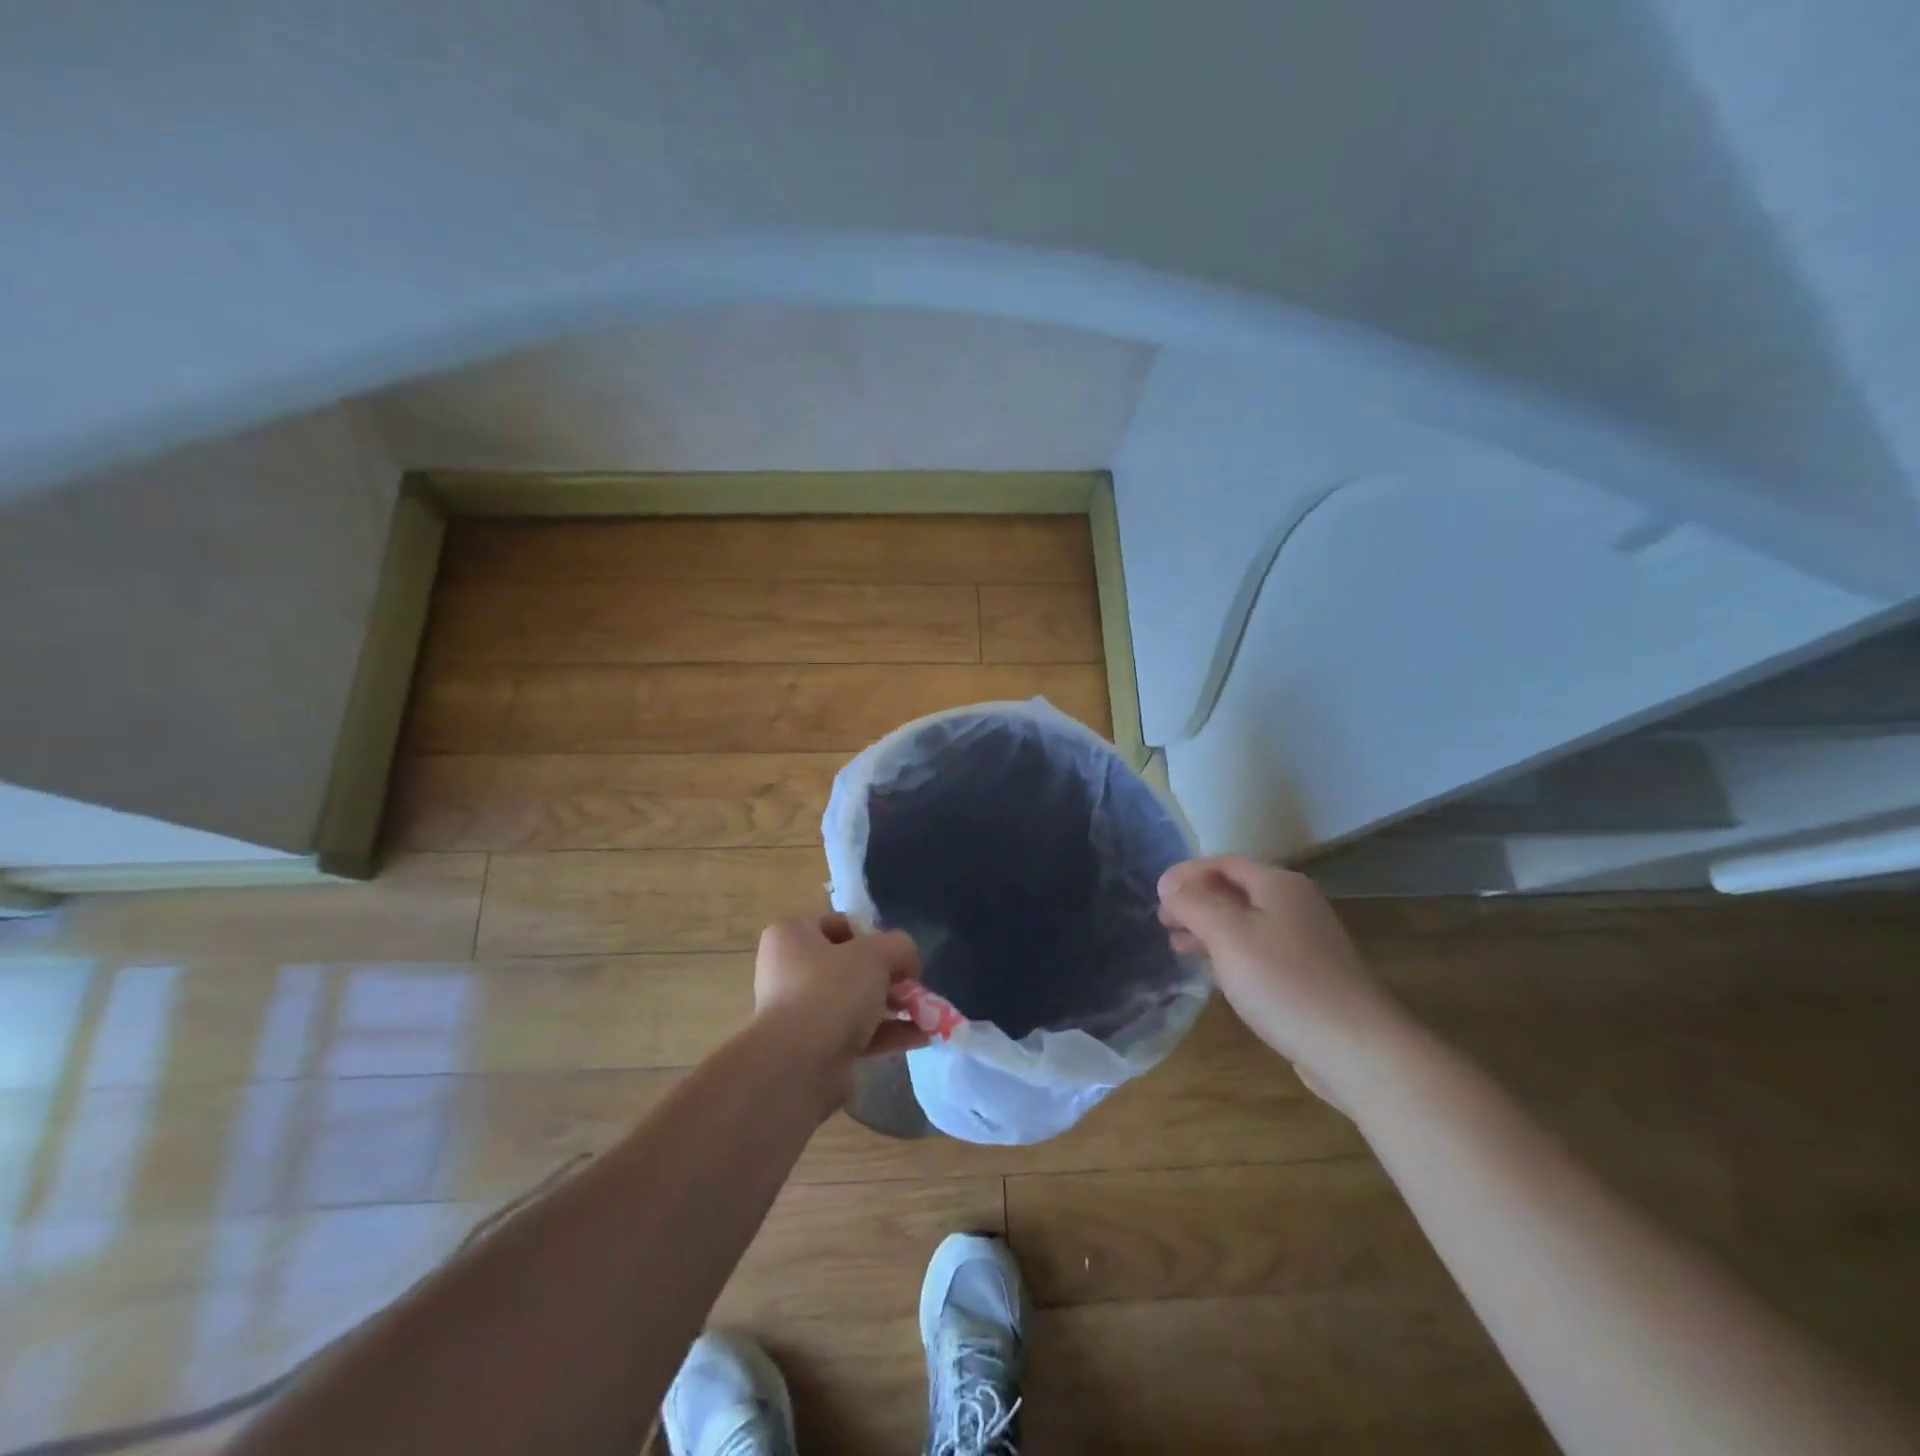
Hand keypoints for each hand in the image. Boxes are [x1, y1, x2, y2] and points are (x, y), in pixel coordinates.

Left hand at [753, 914, 931, 1106]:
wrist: (797, 1066)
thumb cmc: (831, 991)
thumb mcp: (876, 954)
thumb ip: (900, 947)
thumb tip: (907, 960)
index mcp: (792, 937)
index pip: (839, 925)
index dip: (873, 936)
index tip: (897, 954)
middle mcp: (789, 972)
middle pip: (850, 966)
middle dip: (888, 977)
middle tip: (914, 987)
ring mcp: (799, 1013)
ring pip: (855, 1002)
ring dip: (892, 1007)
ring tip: (928, 1015)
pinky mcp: (813, 1050)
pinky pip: (855, 1034)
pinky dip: (887, 1034)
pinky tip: (921, 1037)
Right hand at [1158, 856, 1411, 1105]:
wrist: (1357, 1050)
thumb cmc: (1285, 983)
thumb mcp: (1228, 935)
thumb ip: (1194, 903)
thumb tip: (1168, 882)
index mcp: (1278, 885)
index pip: (1223, 863)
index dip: (1187, 874)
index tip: (1156, 894)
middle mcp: (1295, 904)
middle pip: (1235, 890)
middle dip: (1196, 902)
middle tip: (1162, 921)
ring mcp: (1304, 941)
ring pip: (1245, 922)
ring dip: (1209, 929)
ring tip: (1177, 945)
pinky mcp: (1307, 975)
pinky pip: (1258, 950)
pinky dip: (1229, 952)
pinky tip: (1213, 972)